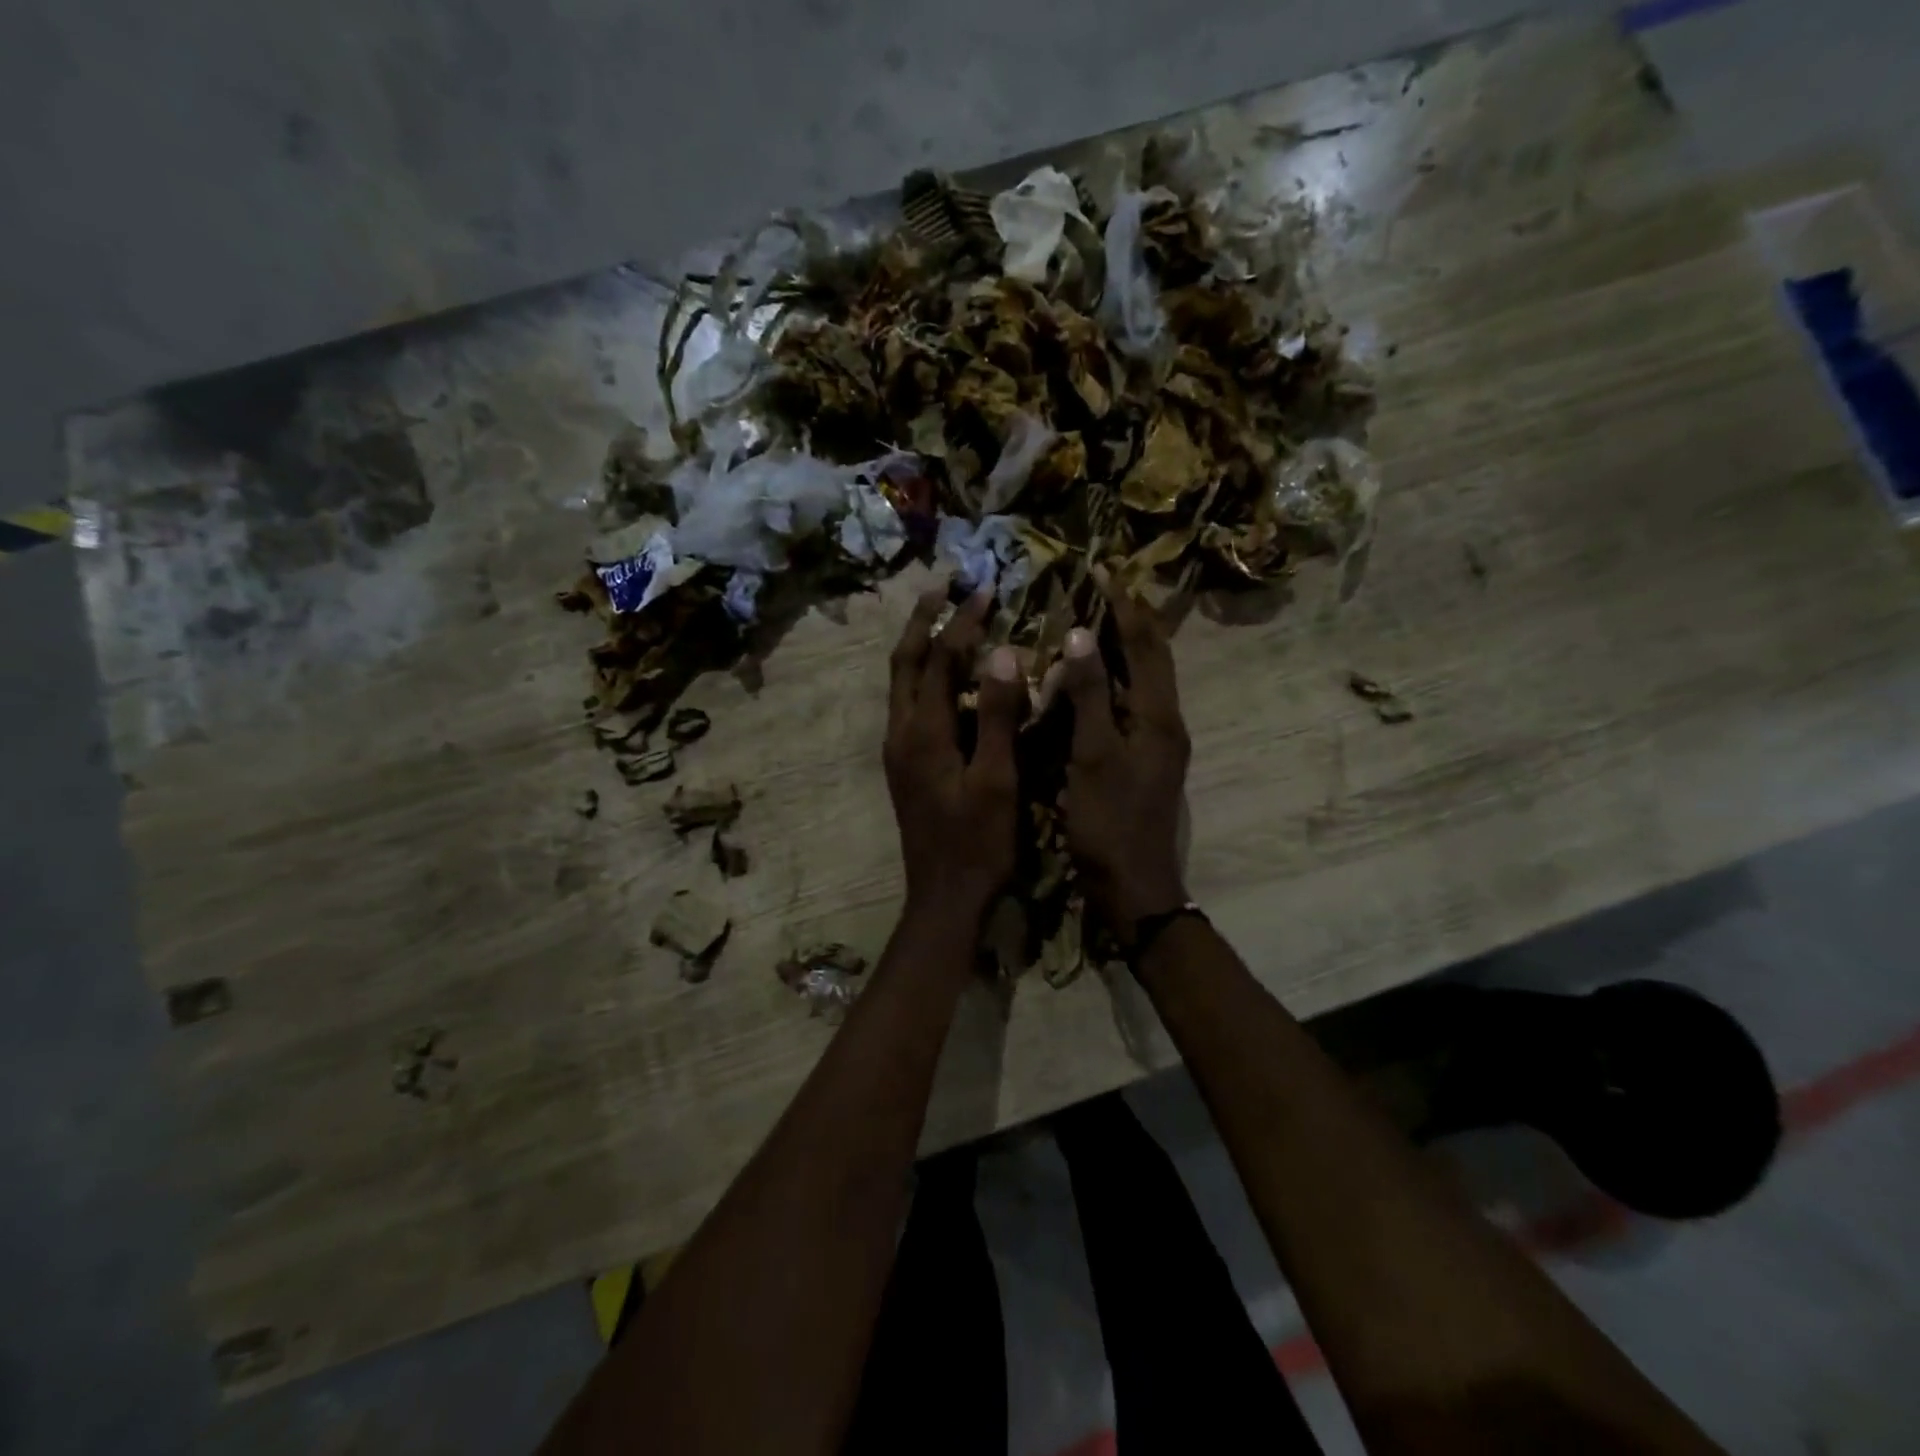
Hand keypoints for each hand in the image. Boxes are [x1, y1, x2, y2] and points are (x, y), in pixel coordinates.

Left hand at [884, 585, 1024, 926]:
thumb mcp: (996, 781)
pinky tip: (948, 678)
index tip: (987, 591)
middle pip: (904, 663)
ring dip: (920, 646)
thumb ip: (998, 717)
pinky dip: (925, 677)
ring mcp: (899, 750)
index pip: (939, 661)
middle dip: (923, 620)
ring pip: (902, 683)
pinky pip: (910, 705)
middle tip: (943, 585)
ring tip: (942, 617)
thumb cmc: (977, 844)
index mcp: (923, 733)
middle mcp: (901, 733)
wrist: (944, 898)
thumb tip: (1003, 653)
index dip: (962, 623)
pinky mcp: (906, 765)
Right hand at [1059, 570, 1191, 936]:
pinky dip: (1113, 682)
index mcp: (1159, 717)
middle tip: (1105, 587)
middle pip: (1153, 659)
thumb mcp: (1094, 756)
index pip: (1146, 646)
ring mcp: (1157, 744)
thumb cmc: (1109, 822)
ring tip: (1097, 620)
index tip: (1104, 570)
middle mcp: (1166, 723)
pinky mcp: (1143, 760)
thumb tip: (1079, 636)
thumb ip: (1090, 696)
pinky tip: (1090, 680)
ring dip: (1124, 648)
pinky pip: (1131, 705)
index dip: (1125, 607)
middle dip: (1131, 620)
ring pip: (1144, 682)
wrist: (1133, 885)